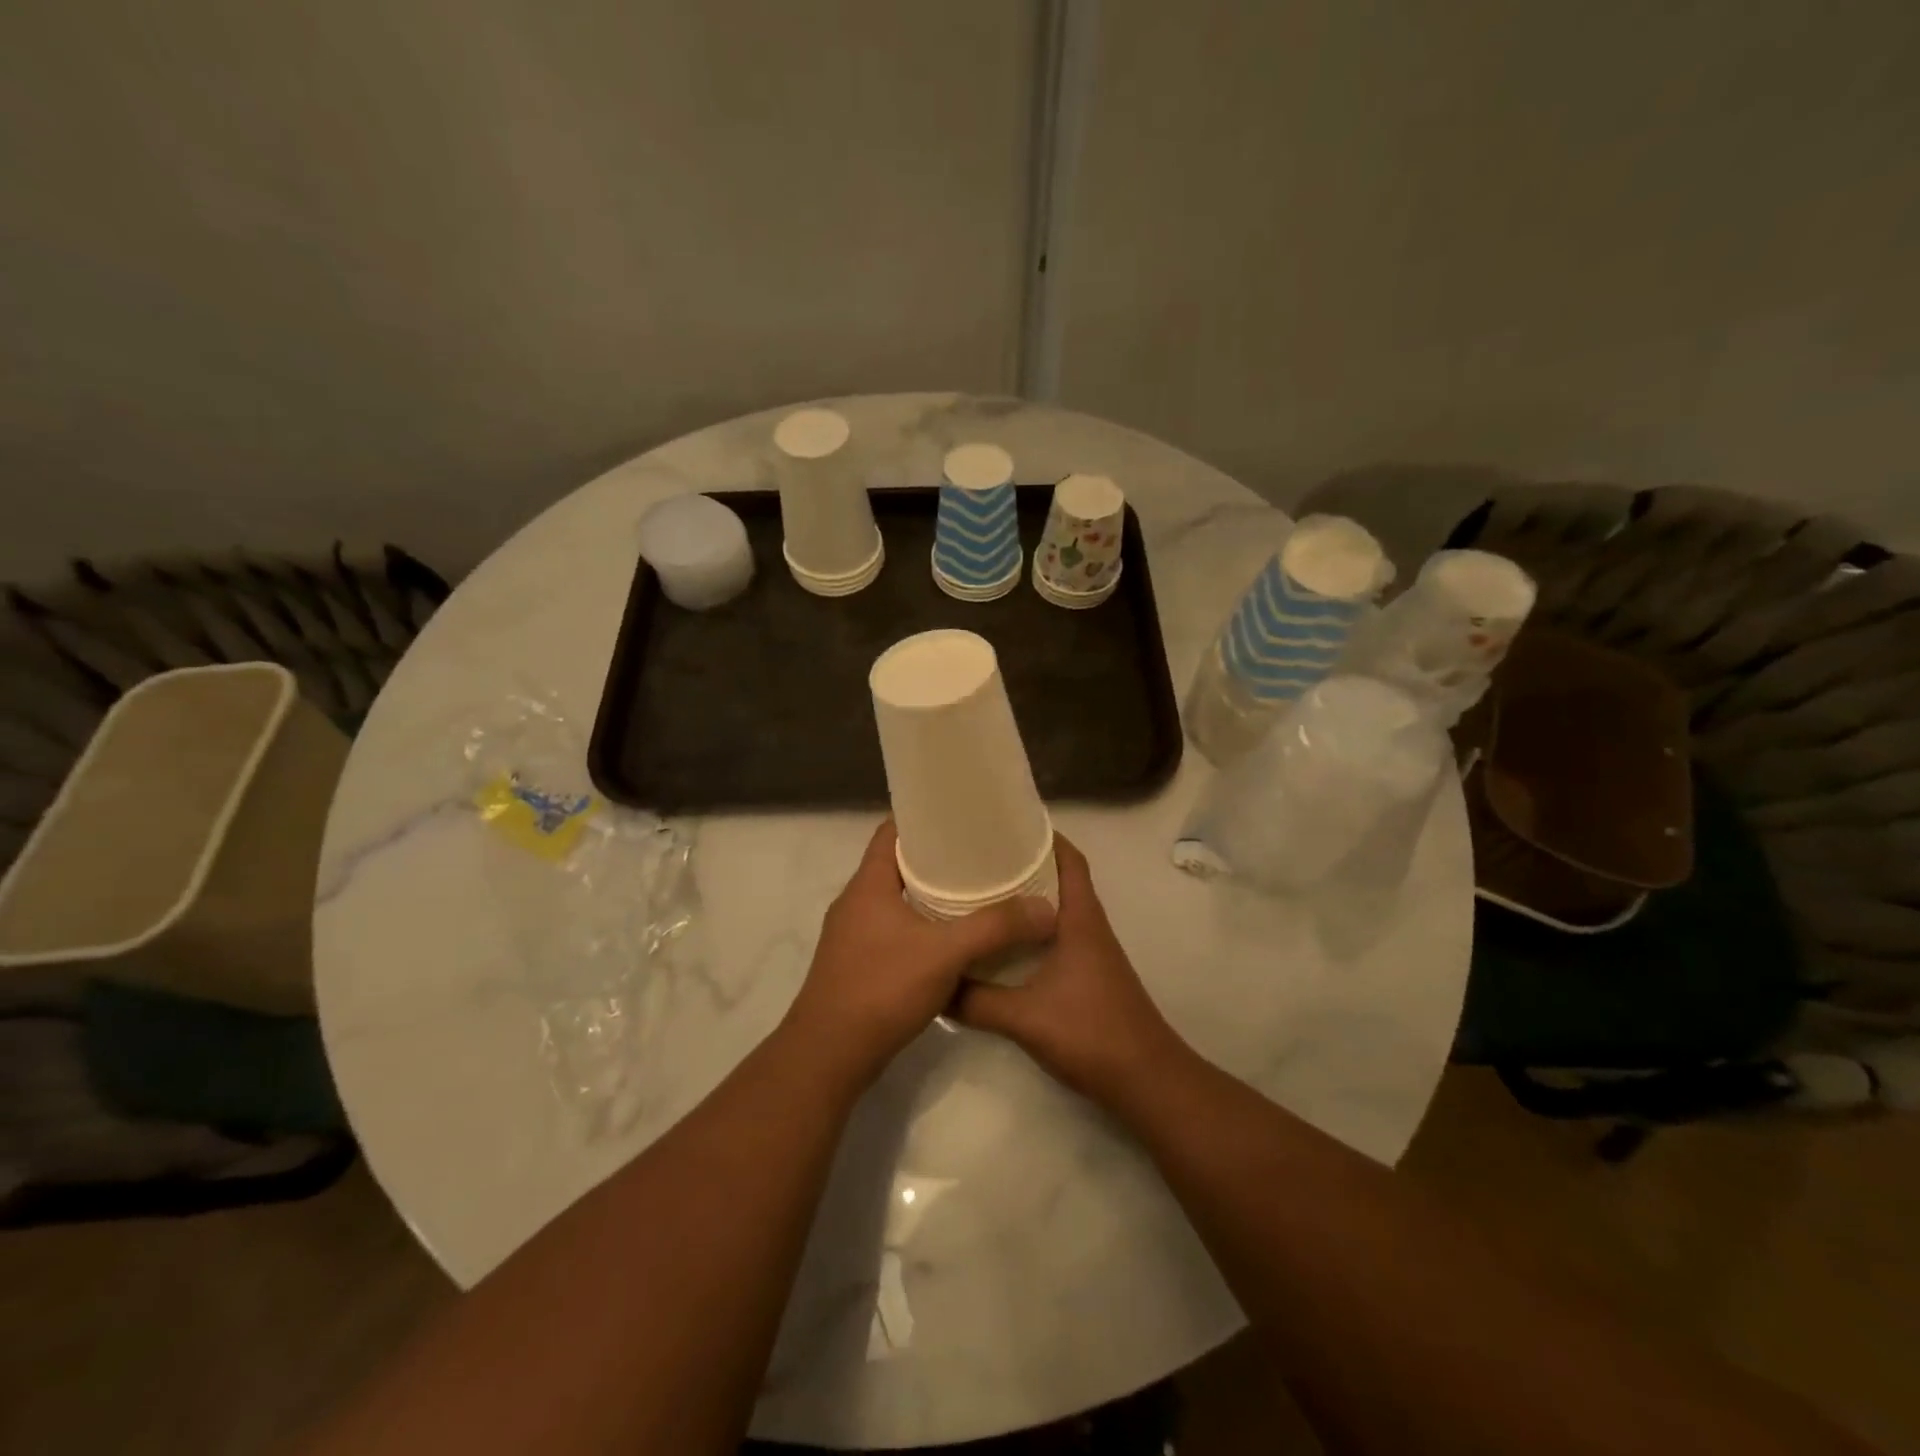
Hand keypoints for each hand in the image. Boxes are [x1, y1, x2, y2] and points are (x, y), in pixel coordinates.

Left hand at [785, 821, 1055, 1089]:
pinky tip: (952, 940)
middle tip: (980, 856)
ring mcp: (853, 935)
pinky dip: (922, 927)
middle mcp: (856, 902)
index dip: (923, 818)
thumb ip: (995, 928)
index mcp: (868, 884)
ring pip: (896, 900)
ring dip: (930, 895)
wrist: (829, 1055)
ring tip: (974, 893)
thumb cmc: (881, 989)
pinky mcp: (858, 964)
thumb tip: (1046, 909)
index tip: (961, 817)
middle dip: (937, 859)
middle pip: (897, 865)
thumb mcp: (945, 953)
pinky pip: (894, 930)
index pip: (892, 831)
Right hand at [955, 835, 1180, 1106]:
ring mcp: (1090, 951)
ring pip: (1056, 908)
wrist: (1145, 1081)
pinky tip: (1000, 942)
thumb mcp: (1024, 1017)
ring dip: (1025, 897)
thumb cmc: (1091, 1033)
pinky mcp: (1087, 974)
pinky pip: (1054, 935)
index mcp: (1081, 918)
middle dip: (1024, 862)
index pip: (1069, 858)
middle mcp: (1088, 926)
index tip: (1005, 823)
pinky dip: (1029, 928)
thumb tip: (935, 984)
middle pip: (1059, 877)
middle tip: (979, 856)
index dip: (1043, 835)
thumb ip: (976, 1001)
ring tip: (981, 891)